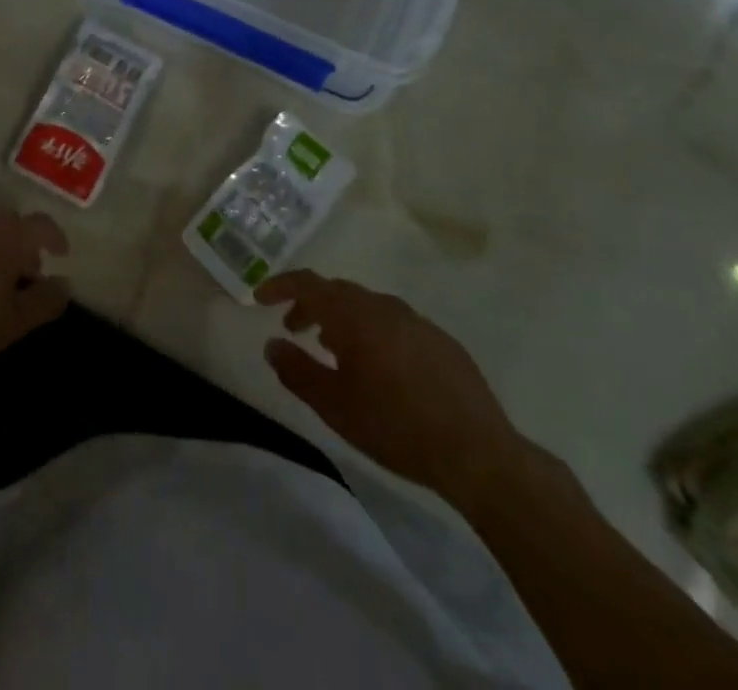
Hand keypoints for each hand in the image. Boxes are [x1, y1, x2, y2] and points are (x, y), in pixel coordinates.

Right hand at [257, 270, 523, 505]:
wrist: (478, 454)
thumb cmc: (395, 426)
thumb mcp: (334, 406)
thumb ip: (297, 371)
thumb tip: (272, 345)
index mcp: (355, 314)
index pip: (308, 283)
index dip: (280, 286)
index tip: (259, 299)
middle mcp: (385, 306)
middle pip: (338, 292)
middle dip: (311, 306)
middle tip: (294, 329)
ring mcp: (418, 322)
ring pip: (368, 307)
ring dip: (343, 320)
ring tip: (333, 350)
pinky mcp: (442, 343)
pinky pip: (396, 325)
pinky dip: (374, 333)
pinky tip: (379, 368)